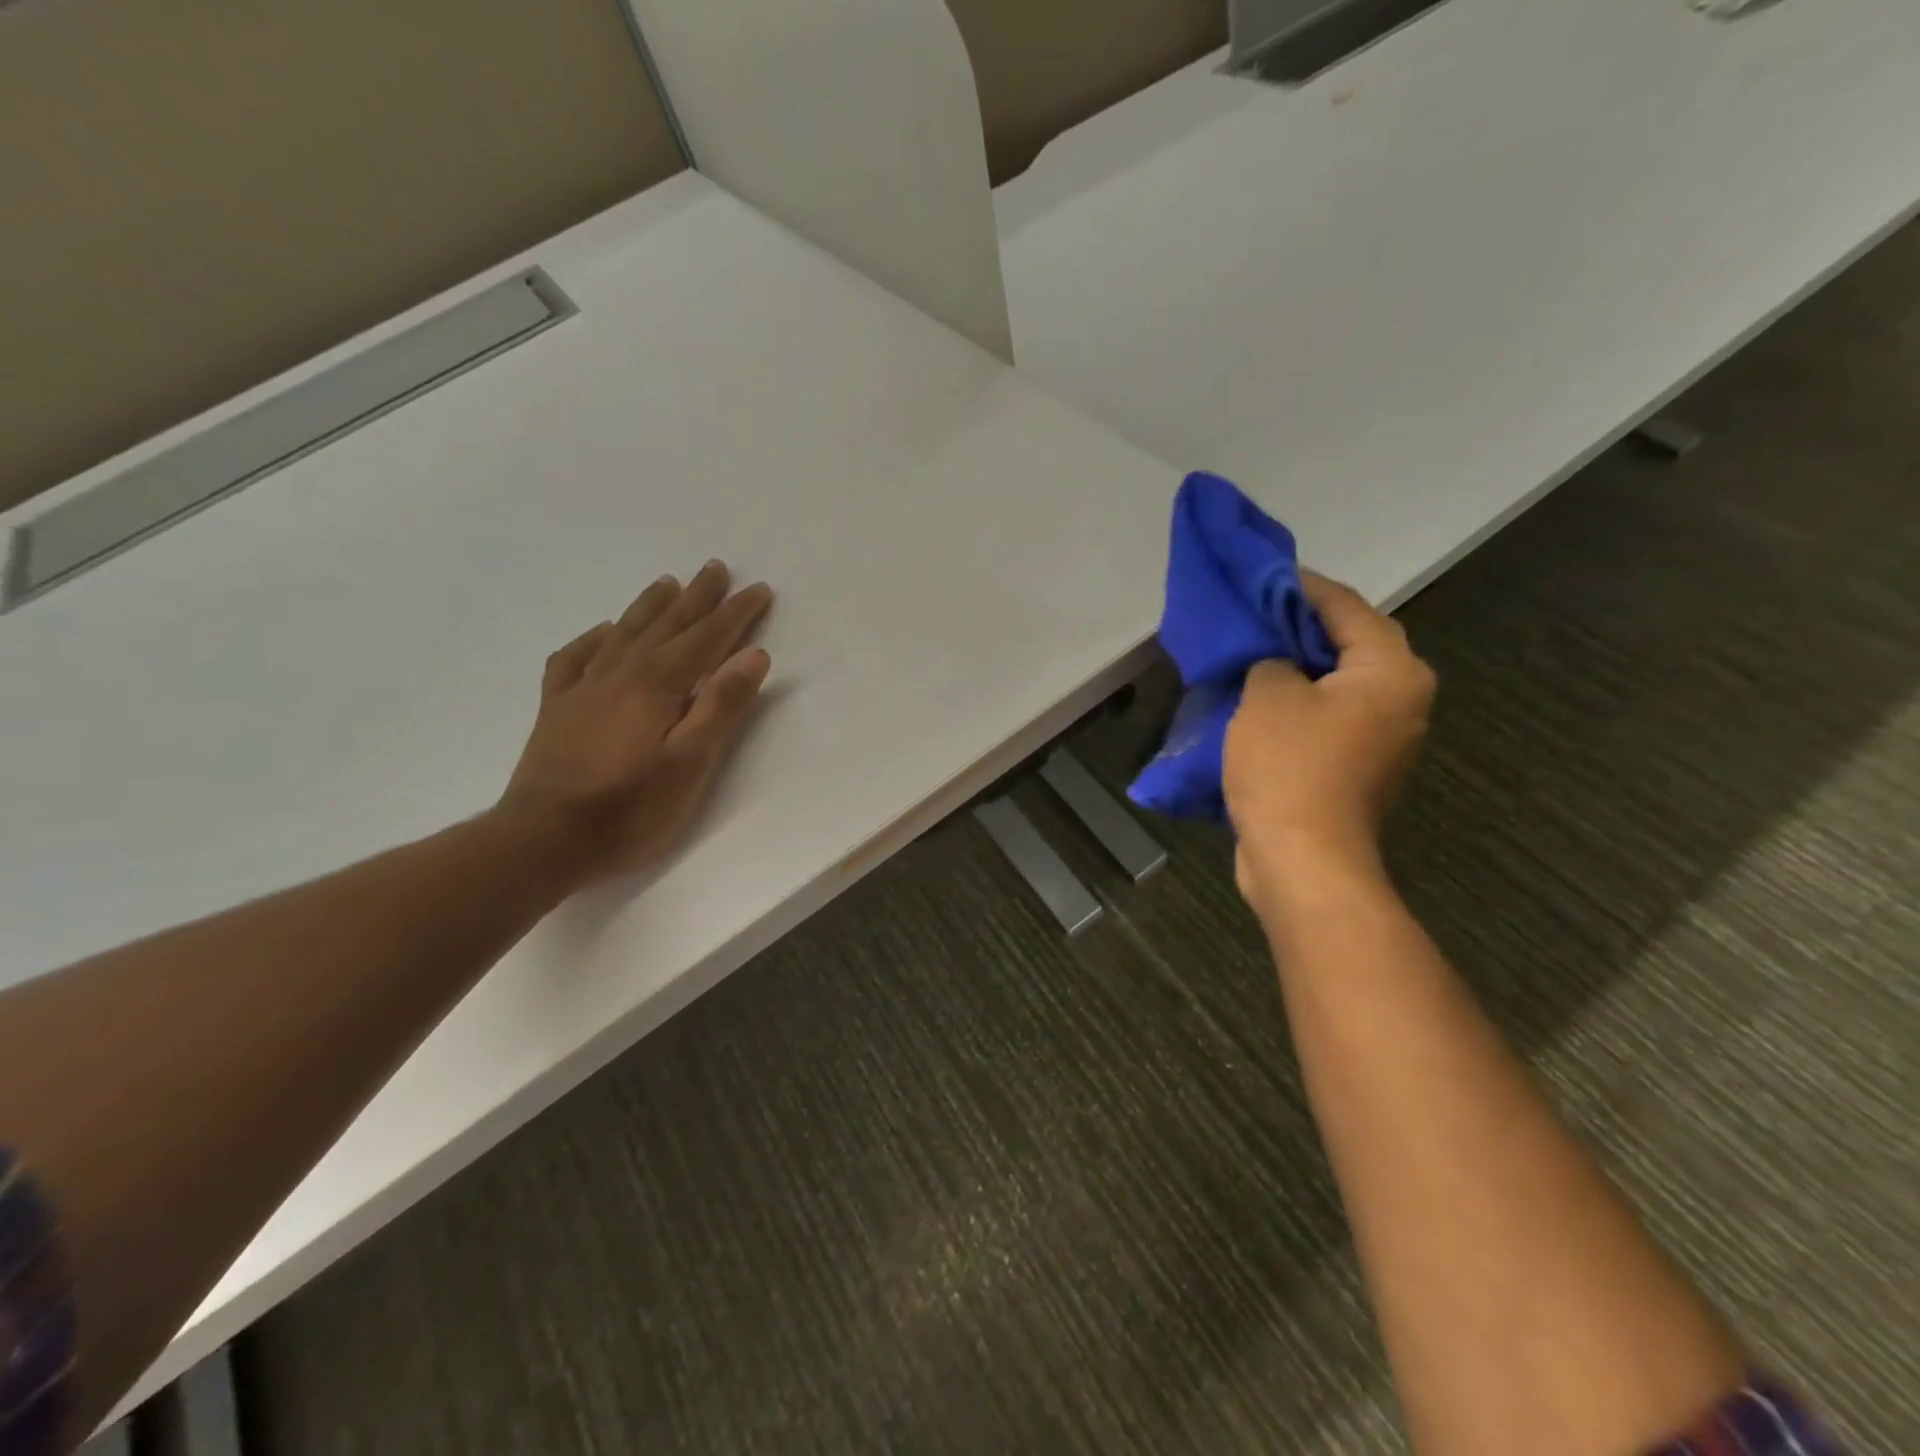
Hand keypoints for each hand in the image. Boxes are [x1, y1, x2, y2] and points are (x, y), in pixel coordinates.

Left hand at [497, 560, 773, 887]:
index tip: (759, 590)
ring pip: (623, 634)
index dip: (735, 615)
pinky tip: (602, 632)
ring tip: (667, 583)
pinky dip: (593, 639)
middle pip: (666, 626)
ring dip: (650, 606)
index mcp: (658, 685)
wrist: (543, 840)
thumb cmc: (630, 808)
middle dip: (696, 597)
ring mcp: (584, 689)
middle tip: (715, 568)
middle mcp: (621, 674)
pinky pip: (574, 658)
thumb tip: (754, 655)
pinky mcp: (558, 709)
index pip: (706, 639)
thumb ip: (722, 706)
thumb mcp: (691, 763)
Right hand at [1223, 571, 1434, 905]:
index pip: (1345, 607)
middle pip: (1347, 644)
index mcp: (1391, 672)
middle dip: (1297, 627)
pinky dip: (1297, 704)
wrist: (1303, 859)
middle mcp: (1402, 699)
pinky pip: (1327, 718)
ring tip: (1249, 653)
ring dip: (1295, 668)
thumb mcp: (1268, 695)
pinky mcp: (1358, 768)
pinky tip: (1258, 700)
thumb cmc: (1290, 767)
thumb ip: (1271, 658)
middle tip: (1250, 615)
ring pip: (1336, 684)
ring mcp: (1383, 738)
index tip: (1260, 574)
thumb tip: (1275, 661)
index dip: (1300, 586)